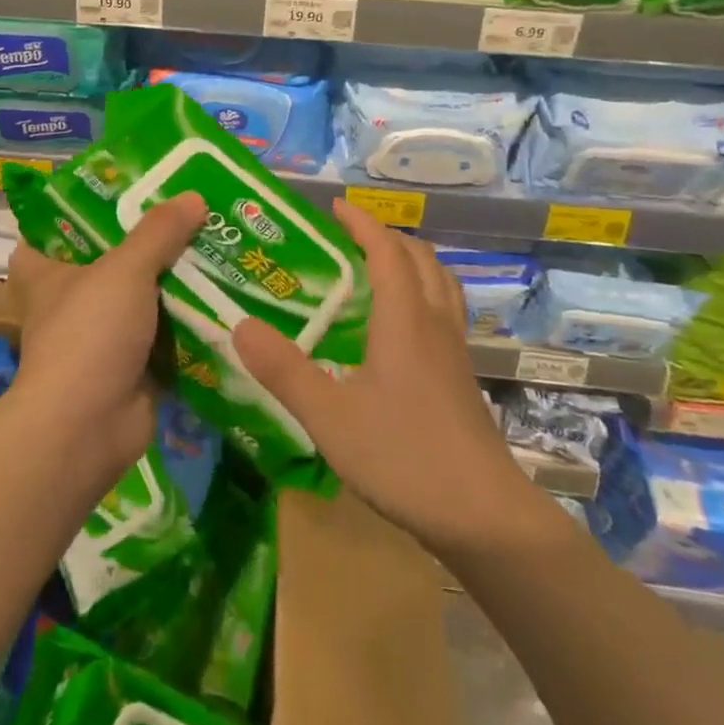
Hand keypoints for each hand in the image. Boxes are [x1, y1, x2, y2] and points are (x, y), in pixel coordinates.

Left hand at [6, 192, 206, 480]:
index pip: (52, 230)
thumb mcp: (124, 269)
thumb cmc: (89, 333)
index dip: (81, 210)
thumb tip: (193, 196)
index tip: (121, 191)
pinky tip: (223, 298)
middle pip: (110, 260)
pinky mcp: (130, 367)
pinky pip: (164, 336)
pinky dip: (188, 323)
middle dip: (147, 243)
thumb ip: (158, 232)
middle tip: (188, 213)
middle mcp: (69, 301)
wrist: (87, 428)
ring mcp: (101, 336)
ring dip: (173, 283)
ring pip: (141, 298)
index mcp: (45, 272)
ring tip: (215, 247)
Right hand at [231, 200, 538, 557]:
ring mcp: (454, 351)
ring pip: (440, 282)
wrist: (485, 517)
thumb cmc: (404, 457)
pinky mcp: (462, 377)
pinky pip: (446, 310)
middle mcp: (434, 323)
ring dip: (411, 260)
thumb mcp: (329, 416)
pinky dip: (424, 292)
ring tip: (378, 266)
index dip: (361, 223)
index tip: (334, 207)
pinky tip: (402, 325)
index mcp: (404, 318)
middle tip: (348, 236)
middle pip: (419, 258)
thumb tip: (239, 326)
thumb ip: (283, 370)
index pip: (386, 250)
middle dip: (385, 236)